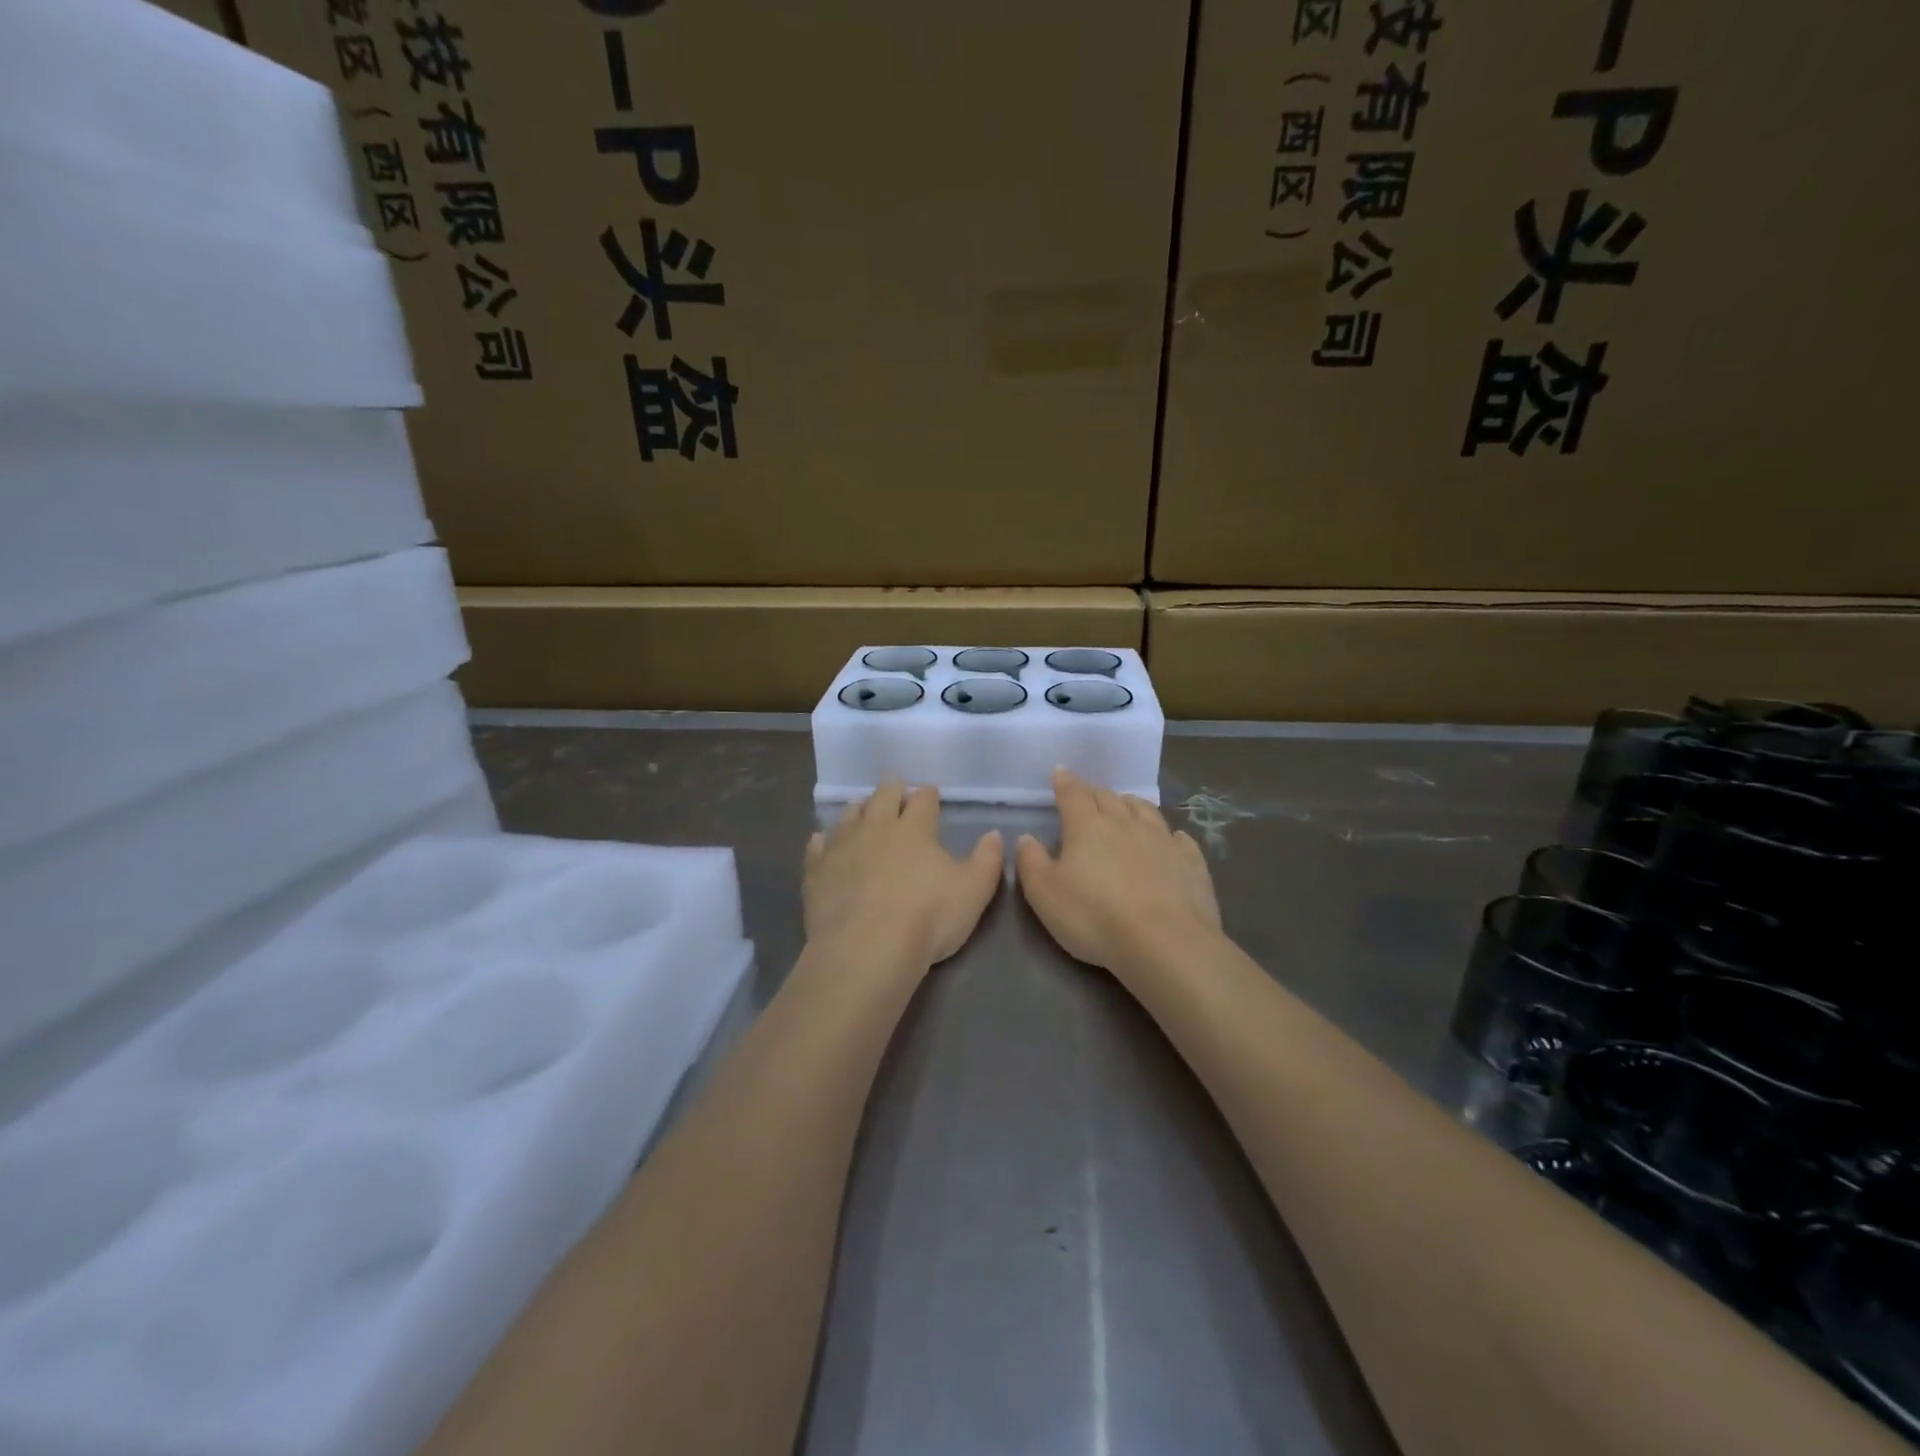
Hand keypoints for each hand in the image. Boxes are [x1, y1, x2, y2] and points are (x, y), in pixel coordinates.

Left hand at [805, 782, 1003, 965]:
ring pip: (849, 816)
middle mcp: (876, 827)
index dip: (928, 794)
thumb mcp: (973, 890)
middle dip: (891, 790)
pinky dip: (822, 840)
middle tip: (894, 787)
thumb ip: (987, 859)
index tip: (930, 792)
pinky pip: (817, 846)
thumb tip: (994, 834)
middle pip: (883, 797)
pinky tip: (822, 841)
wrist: (865, 949)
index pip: (923, 800)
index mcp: (915, 828)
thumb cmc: (927, 917)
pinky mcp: (816, 871)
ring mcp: (842, 847)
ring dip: (858, 809)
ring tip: (861, 808)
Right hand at [1016, 769, 1220, 971]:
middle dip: (1095, 793)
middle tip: (1088, 796)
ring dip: (1131, 805)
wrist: (1164, 942)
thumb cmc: (1094, 917)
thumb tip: (1026, 838)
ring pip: (1145, 810)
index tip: (1060, 772)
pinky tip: (1171, 840)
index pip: (1073, 794)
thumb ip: (1030, 862)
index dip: (1065, 782)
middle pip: (1108, 797)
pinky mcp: (1190, 862)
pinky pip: (1179, 839)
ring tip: (1125, 807)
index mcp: (1087, 826)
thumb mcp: (1044, 894)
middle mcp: (1125, 823)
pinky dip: (1170, 835)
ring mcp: (1162, 840)